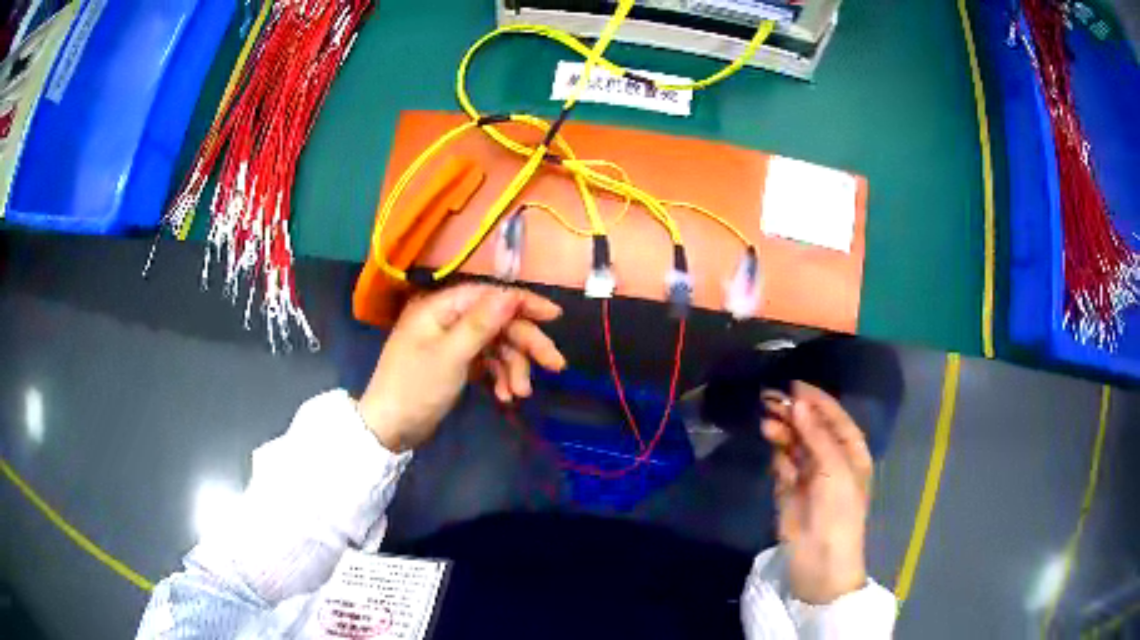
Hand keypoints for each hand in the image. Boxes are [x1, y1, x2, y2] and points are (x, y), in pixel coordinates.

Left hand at [357, 284, 565, 451]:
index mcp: (441, 307)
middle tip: (555, 365)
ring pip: (496, 345)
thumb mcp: (450, 356)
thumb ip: (481, 324)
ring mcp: (451, 342)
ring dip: (513, 367)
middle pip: (498, 322)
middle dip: (525, 345)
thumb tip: (511, 294)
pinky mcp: (455, 363)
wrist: (389, 428)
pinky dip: (499, 376)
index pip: (490, 296)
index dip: (524, 303)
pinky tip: (505, 396)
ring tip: (520, 393)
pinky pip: (486, 362)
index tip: (555, 316)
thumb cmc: (415, 388)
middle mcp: (448, 319)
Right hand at [761, 381, 871, 603]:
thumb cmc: (838, 509)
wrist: (819, 557)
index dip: (817, 400)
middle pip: (813, 428)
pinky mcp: (789, 489)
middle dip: (795, 413)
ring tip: (767, 418)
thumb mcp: (835, 468)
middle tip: (772, 399)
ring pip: (796, 443)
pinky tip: (769, 437)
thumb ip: (816, 435)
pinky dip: (777, 449)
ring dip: (784, 429)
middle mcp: (831, 459)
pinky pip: (783, 462)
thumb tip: (799, 404)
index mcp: (851, 452)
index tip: (795, 385)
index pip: (835, 418)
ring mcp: (809, 474)